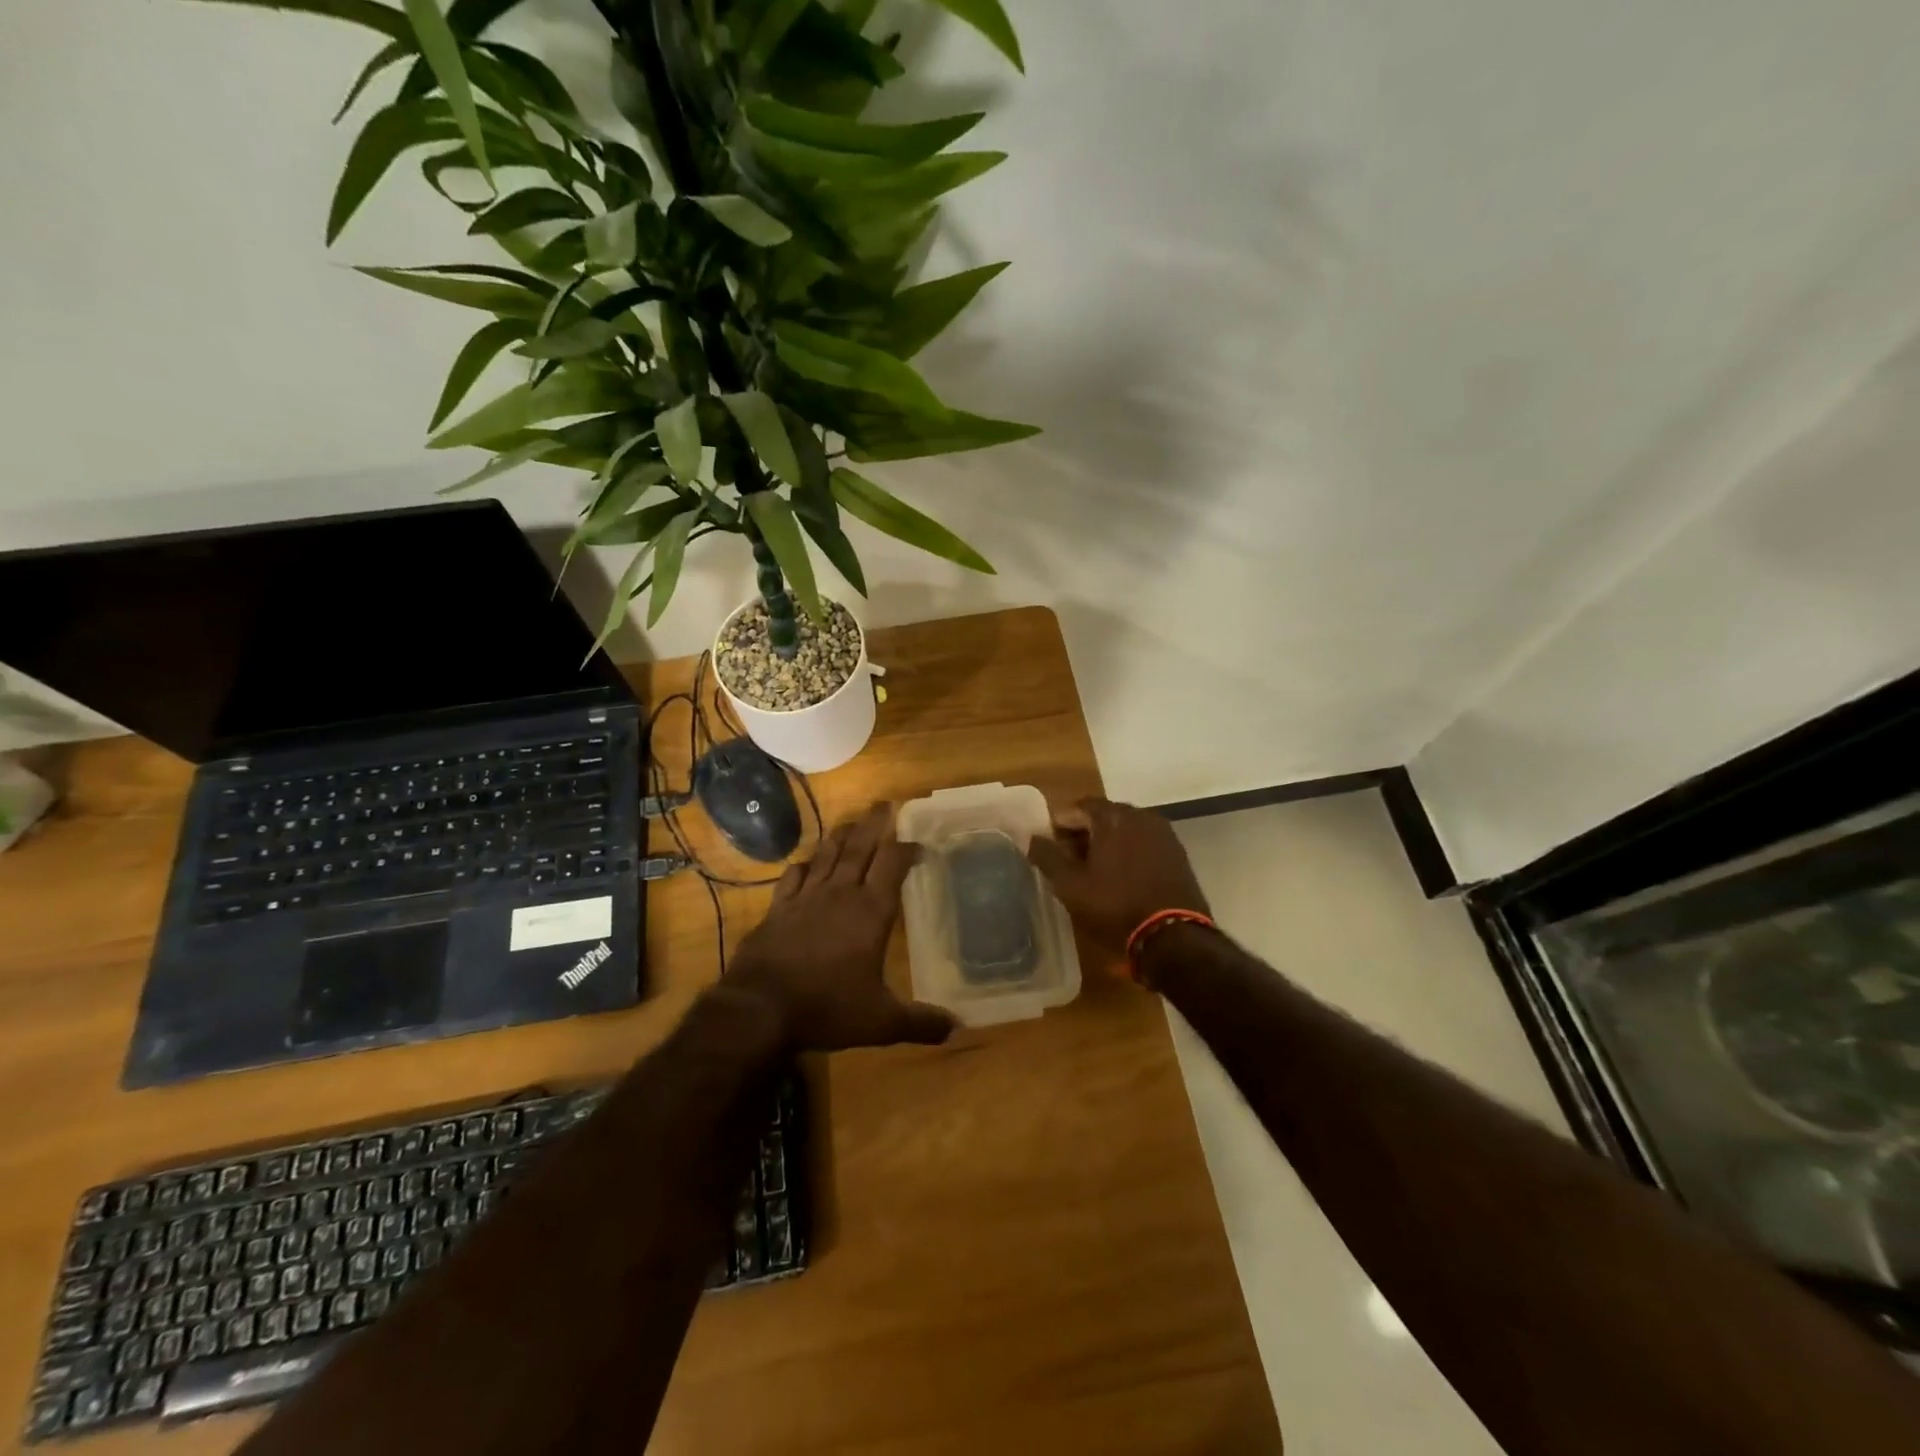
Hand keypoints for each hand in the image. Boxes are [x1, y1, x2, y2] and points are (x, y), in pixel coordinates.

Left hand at [727, 803, 955, 1051]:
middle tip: (885, 802)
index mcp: (871, 912)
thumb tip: (958, 1027)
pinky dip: (803, 865)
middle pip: (861, 847)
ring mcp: (805, 898)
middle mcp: (840, 894)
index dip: (907, 848)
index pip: (893, 865)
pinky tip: (806, 863)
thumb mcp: (881, 1022)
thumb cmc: (827, 1007)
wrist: (759, 1008)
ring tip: (851, 821)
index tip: (919, 841)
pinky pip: (793, 877)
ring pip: (827, 855)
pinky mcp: (778, 908)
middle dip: (875, 823)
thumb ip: (920, 1022)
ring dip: (841, 835)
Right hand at [1028, 798, 1210, 960]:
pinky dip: (1129, 852)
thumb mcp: (1070, 885)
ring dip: (1107, 843)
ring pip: (1126, 829)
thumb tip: (1032, 838)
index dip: (1060, 825)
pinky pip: (1145, 843)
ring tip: (1095, 871)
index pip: (1078, 807)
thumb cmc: (1115, 906)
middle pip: (1103, 816)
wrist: (1173, 937)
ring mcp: (1163, 833)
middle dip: (1084, 833)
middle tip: (1070, 860)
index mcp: (1112, 816)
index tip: (1051, 847)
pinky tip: (1122, 877)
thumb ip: (1047, 857)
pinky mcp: (1178, 853)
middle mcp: (1140, 815)